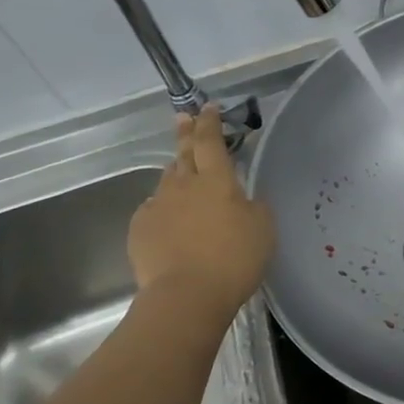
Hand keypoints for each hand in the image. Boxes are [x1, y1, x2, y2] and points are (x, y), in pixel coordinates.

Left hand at [127, 109, 274, 315]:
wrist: (186, 295)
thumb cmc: (234, 259)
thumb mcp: (263, 229)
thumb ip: (254, 206)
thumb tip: (243, 198)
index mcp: (217, 181)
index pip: (211, 141)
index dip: (210, 122)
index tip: (207, 107)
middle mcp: (184, 186)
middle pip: (183, 153)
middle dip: (186, 134)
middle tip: (184, 118)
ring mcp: (157, 206)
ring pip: (168, 181)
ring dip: (177, 173)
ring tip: (183, 175)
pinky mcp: (140, 229)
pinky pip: (154, 210)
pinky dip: (165, 209)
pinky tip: (172, 223)